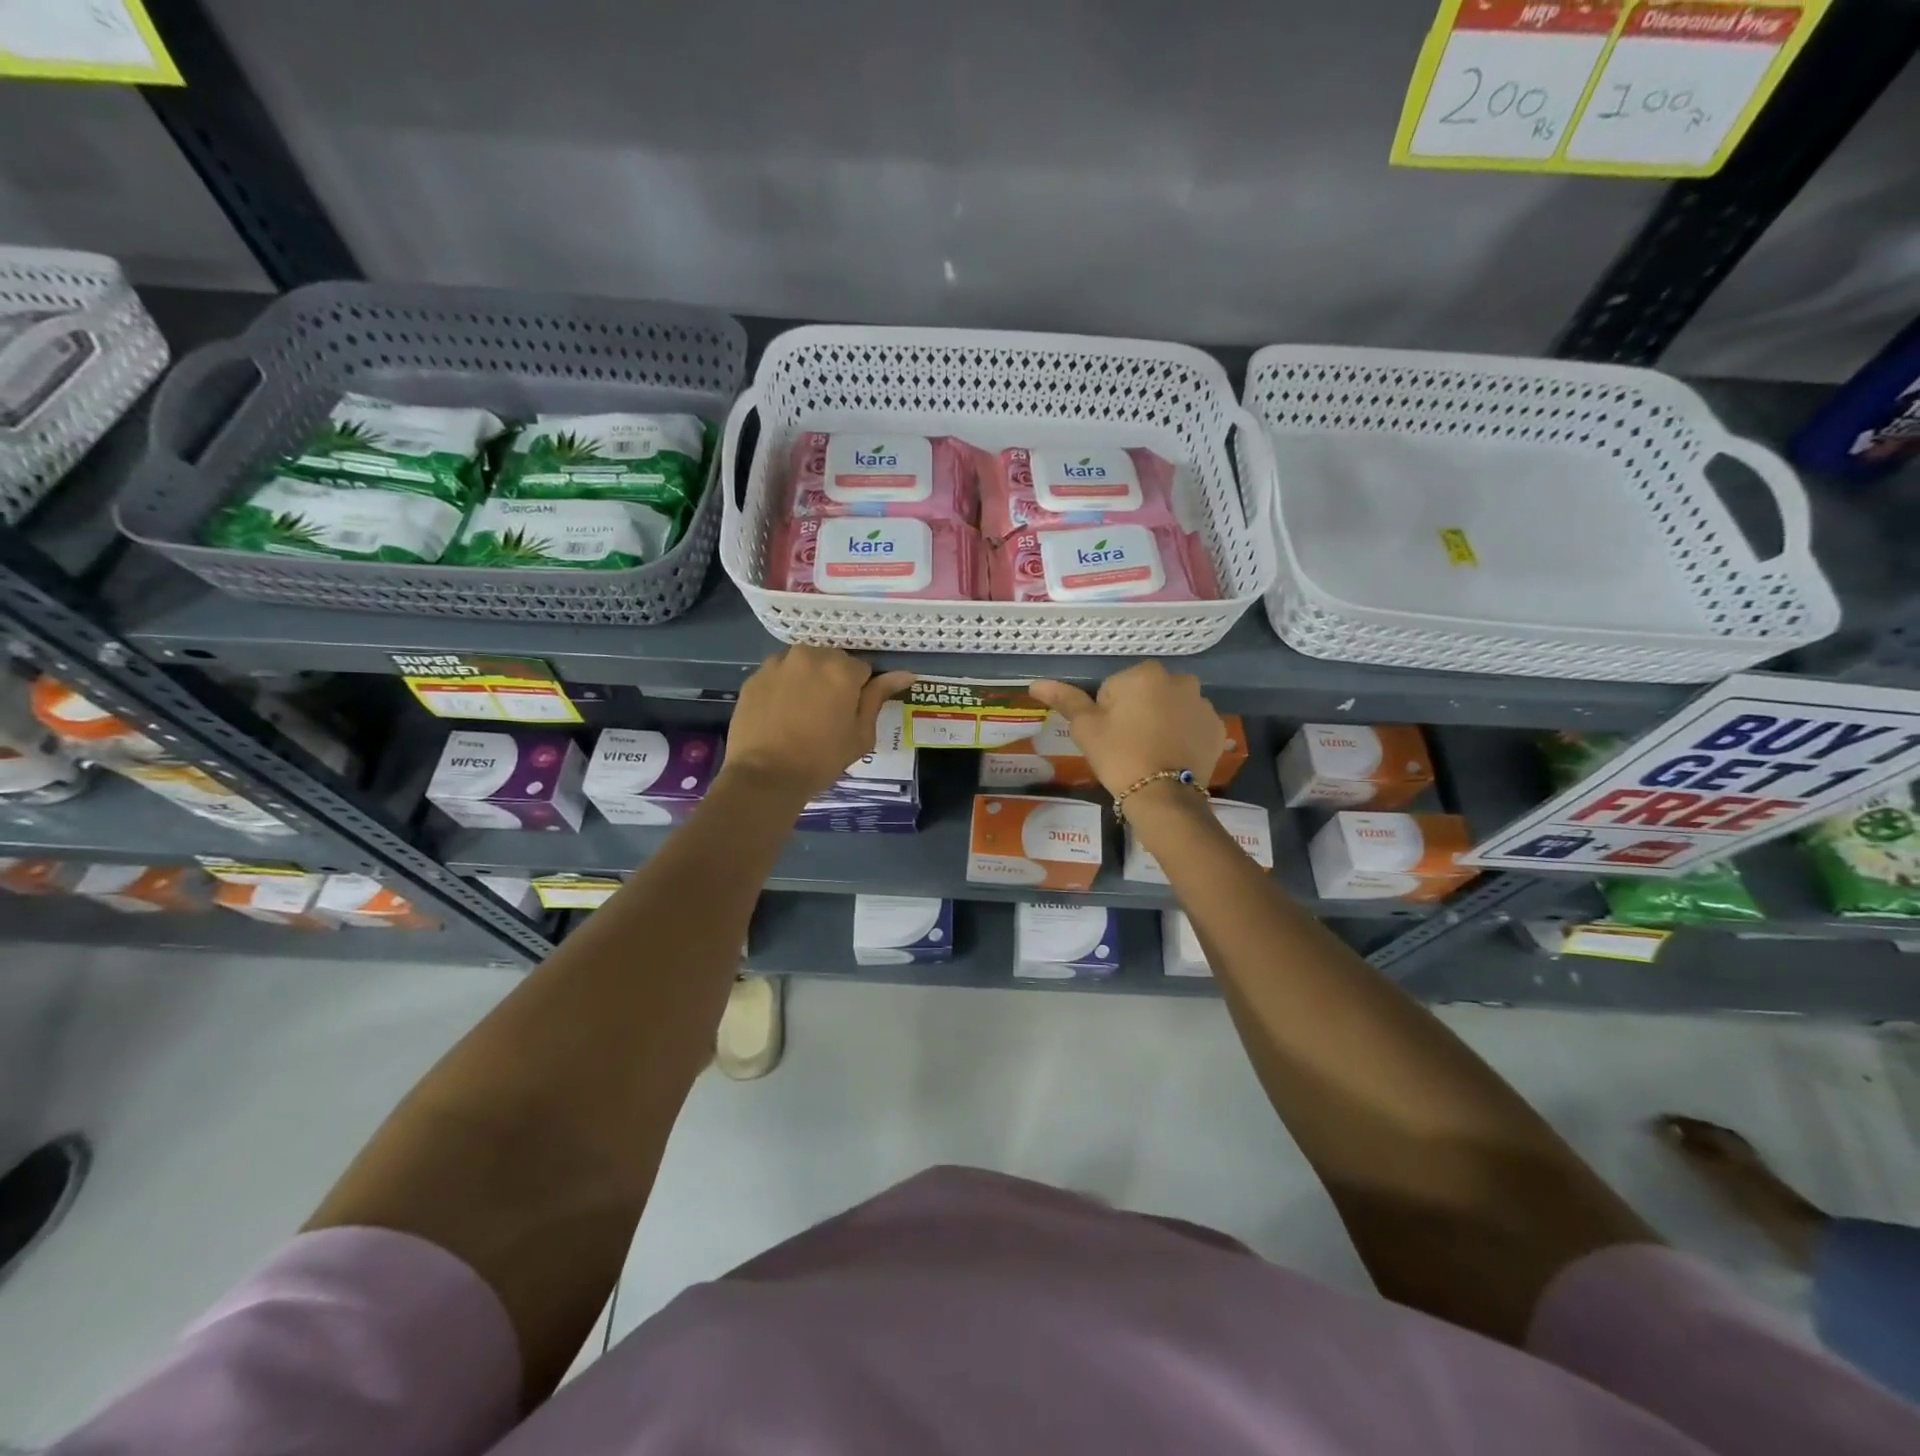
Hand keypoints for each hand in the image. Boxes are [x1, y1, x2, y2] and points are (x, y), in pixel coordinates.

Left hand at [724, 647, 913, 802]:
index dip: (859, 692)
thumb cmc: (822, 758)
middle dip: (833, 680)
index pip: (862, 669)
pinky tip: (781, 713)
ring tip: (802, 712)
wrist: (766, 775)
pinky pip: (779, 674)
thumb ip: (878, 697)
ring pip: (803, 664)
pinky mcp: (755, 676)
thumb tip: (905, 674)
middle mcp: (810, 655)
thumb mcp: (861, 734)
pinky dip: (784, 686)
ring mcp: (778, 663)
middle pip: (831, 661)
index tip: (850, 714)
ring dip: (808, 679)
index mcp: (841, 669)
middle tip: (827, 714)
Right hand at [1030, 663, 1225, 797]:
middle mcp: (1180, 680)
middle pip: (1146, 694)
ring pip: (1172, 708)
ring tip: (1152, 753)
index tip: (1109, 737)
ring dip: (1162, 722)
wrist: (1164, 796)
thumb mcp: (1086, 728)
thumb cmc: (1119, 756)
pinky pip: (1193, 726)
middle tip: (1128, 746)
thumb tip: (1035, 683)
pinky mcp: (1218, 728)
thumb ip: (1065, 700)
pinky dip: (1183, 736)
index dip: (1107, 713)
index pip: (1115, 688)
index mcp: (1145, 673)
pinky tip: (1172, 757)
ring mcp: (1203, 704)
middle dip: (1138, 712)